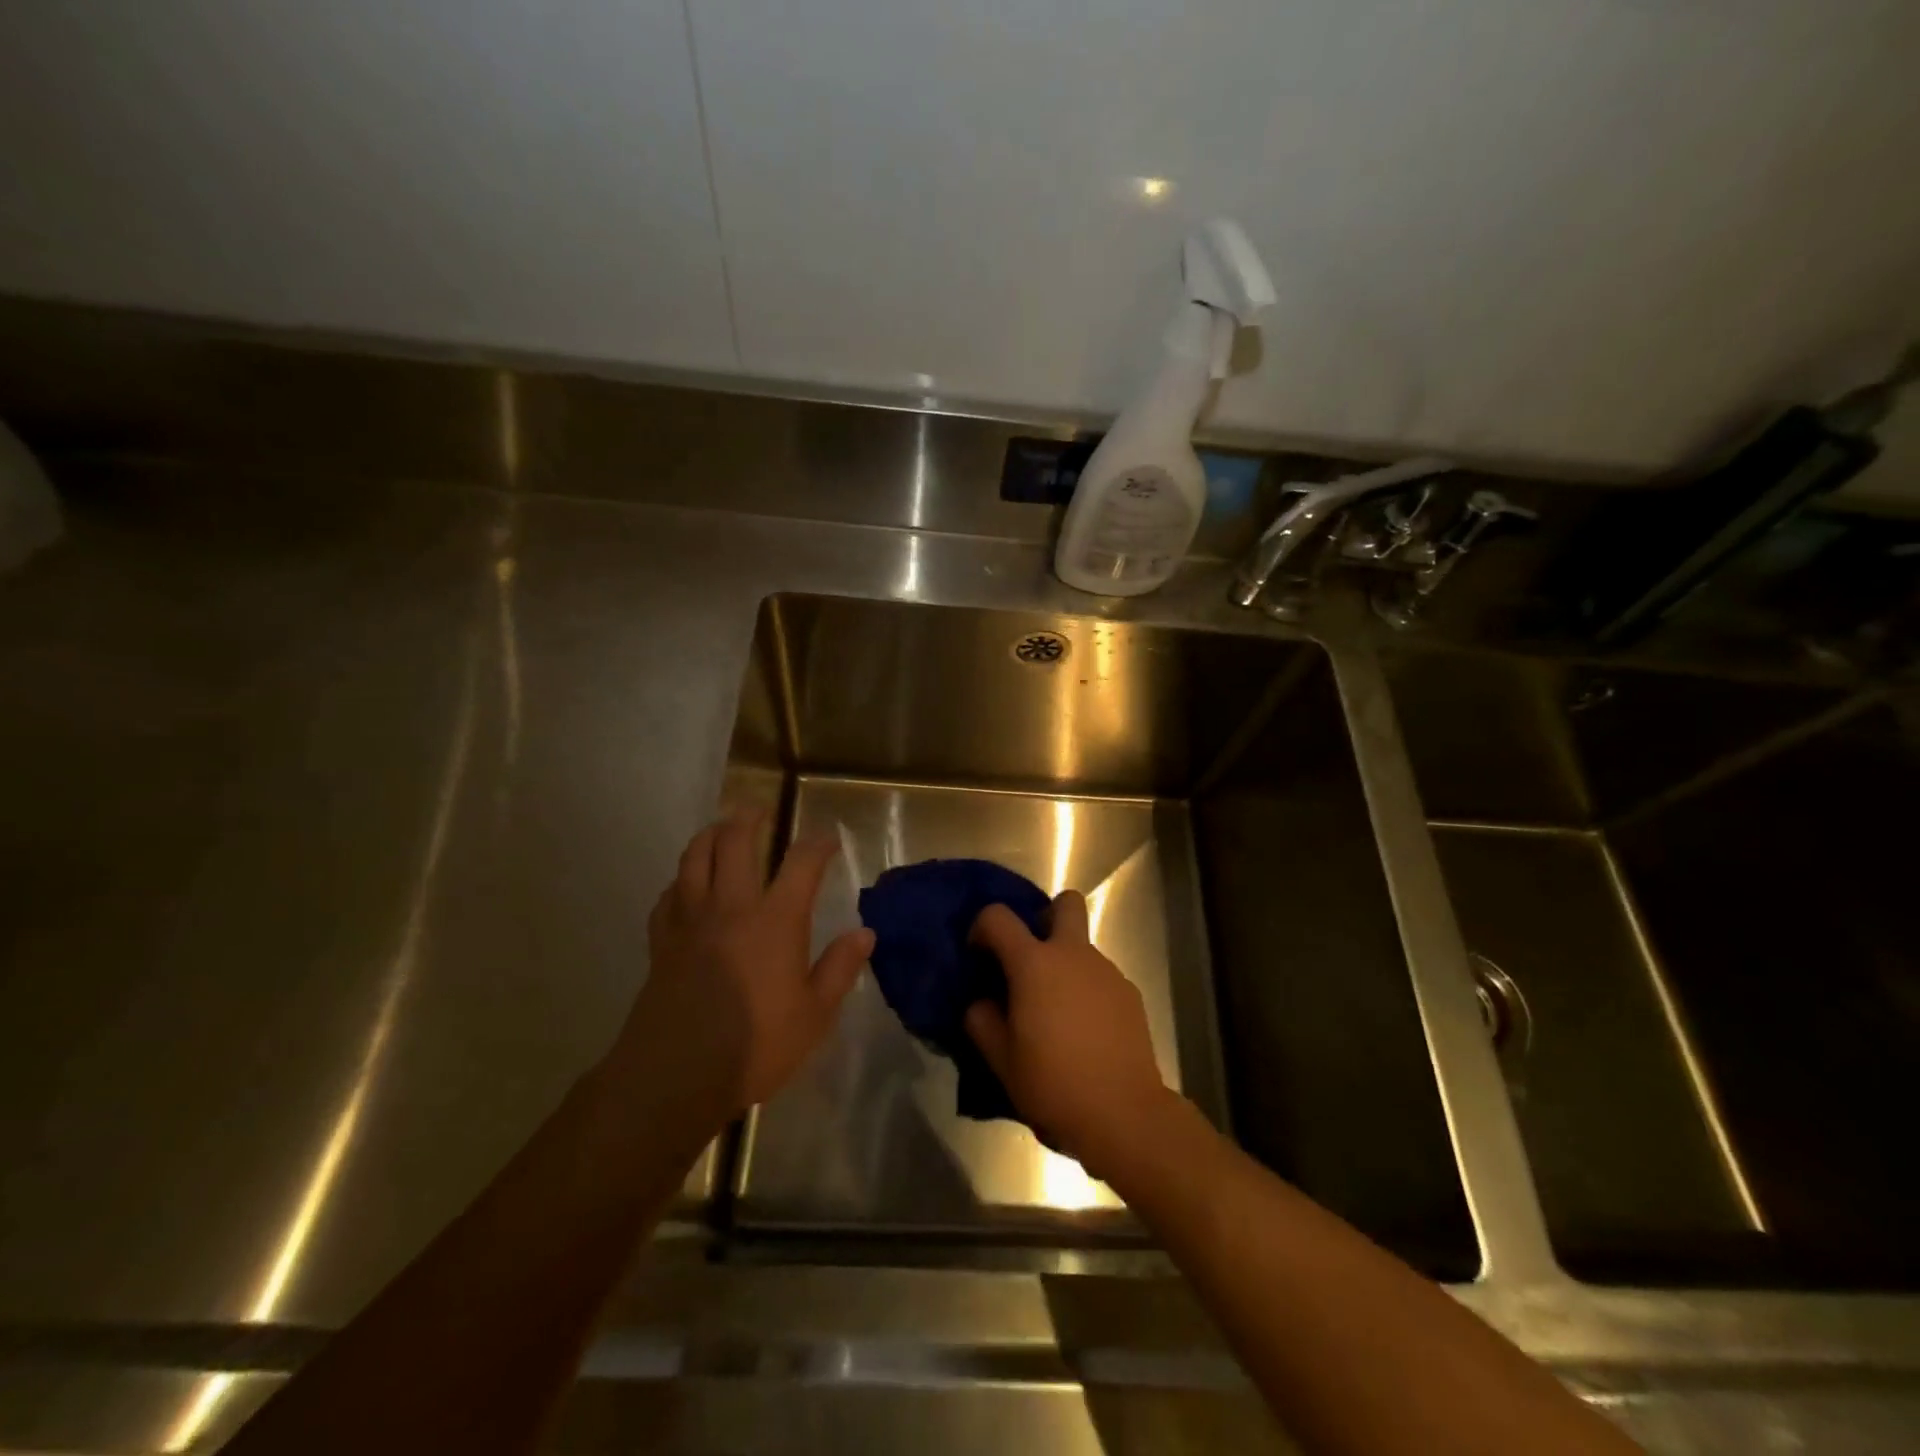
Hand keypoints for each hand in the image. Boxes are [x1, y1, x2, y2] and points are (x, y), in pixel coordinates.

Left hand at [615, 812, 873, 1119]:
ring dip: (709, 835)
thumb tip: (865, 933)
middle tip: (759, 811)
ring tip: (719, 829)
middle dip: (749, 819)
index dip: (818, 844)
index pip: (801, 863)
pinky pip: (668, 897)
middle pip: (735, 843)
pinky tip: (684, 887)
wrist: (675, 1075)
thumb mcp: (814, 1015)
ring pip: (694, 859)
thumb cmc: (756, 1045)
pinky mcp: (662, 943)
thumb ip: (840, 969)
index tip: (829, 838)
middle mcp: (732, 907)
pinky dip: (679, 882)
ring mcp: (691, 922)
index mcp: (775, 920)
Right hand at [964, 891, 1175, 1179]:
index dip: (981, 928)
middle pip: (1066, 903)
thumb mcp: (1000, 1059)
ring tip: (1056, 1013)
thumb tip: (983, 1002)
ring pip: (1082, 946)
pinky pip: (1100, 977)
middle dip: (1046, 917)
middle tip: (1031, 958)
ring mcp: (1107, 972)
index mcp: (1034, 963)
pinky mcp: (1129, 994)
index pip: (998, 917)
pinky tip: (1084, 1031)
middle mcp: (1073, 954)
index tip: (979, 956)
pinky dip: (1087, 990)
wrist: (1124, 1114)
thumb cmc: (1053, 1084)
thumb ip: (982, 1020)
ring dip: (1065, 964)